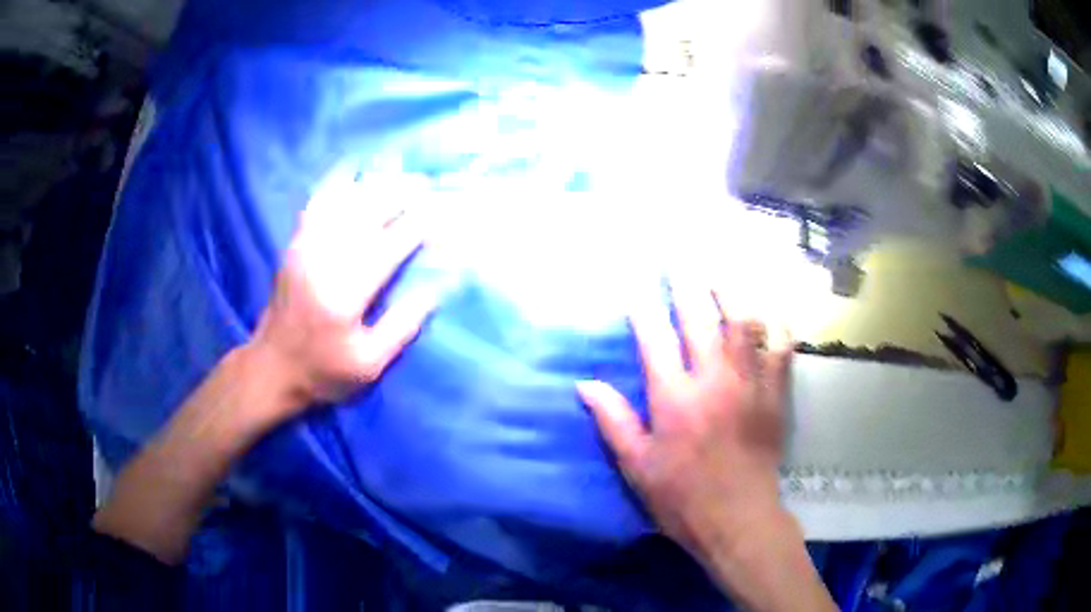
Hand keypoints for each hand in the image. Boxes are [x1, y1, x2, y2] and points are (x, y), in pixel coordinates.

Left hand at [247, 172, 434, 423]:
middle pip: (366, 214)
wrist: (272, 368)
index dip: (418, 226)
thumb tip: (439, 289)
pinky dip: (337, 183)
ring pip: (342, 202)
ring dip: (374, 184)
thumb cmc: (324, 371)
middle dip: (400, 194)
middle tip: (427, 185)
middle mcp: (323, 261)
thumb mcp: (370, 364)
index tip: (443, 213)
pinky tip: (354, 171)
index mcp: (344, 294)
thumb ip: (403, 325)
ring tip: (400, 176)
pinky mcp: (295, 245)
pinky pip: (317, 203)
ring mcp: (305, 248)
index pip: (388, 247)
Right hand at [577, 278, 791, 556]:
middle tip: (680, 258)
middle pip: (700, 318)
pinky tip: (769, 309)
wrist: (738, 519)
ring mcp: (750, 384)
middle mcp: (713, 381)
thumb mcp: (637, 466)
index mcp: (674, 399)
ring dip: (731, 292)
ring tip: (720, 272)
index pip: (654, 339)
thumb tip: (585, 384)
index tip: (635, 286)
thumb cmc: (682, 498)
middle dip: (687, 283)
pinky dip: (776, 324)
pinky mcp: (776, 394)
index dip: (642, 308)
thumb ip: (614, 421)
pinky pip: (781, 347)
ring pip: (744, 322)